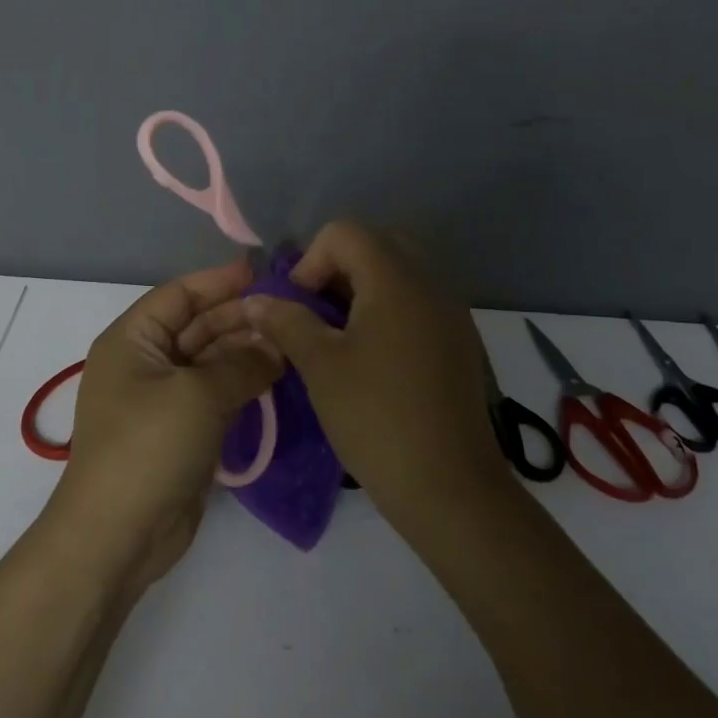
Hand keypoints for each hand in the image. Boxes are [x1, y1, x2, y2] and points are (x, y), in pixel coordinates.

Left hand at [38, 257, 281, 598]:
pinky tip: (277, 377)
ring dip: (245, 352)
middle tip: (291, 312)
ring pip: (209, 362)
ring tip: (292, 342)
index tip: (264, 273)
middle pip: (197, 326)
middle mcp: (144, 362)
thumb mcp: (198, 395)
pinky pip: (214, 395)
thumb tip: (276, 345)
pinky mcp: (180, 432)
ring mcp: (162, 399)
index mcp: (132, 340)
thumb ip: (242, 364)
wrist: (118, 533)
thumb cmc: (149, 447)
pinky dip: (242, 384)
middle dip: (240, 318)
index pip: (179, 295)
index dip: (219, 281)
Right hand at [186, 221, 506, 528]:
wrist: (448, 485)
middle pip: (378, 244)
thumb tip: (257, 300)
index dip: (311, 260)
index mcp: (397, 280)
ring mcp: (451, 312)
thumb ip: (286, 321)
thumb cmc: (376, 418)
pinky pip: (419, 301)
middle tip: (318, 312)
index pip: (346, 232)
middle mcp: (431, 284)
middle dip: (338, 268)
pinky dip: (389, 310)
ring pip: (401, 272)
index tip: (299, 307)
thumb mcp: (320, 366)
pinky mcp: (460, 341)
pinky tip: (373, 357)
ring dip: (363, 289)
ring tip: (340, 336)